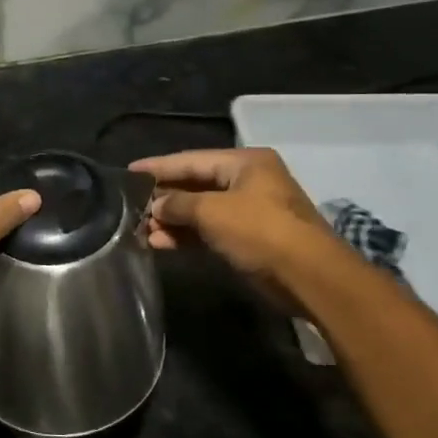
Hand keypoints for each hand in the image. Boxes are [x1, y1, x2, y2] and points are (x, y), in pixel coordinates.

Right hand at [129, 148, 340, 314]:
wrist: (308, 277)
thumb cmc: (260, 231)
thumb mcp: (213, 211)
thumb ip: (178, 204)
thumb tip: (155, 205)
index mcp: (245, 162)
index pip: (192, 160)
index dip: (159, 166)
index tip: (129, 171)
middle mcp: (248, 181)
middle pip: (196, 185)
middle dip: (165, 198)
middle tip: (131, 206)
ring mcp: (250, 211)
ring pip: (201, 211)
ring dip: (173, 221)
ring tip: (142, 231)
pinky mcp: (249, 239)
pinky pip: (210, 231)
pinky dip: (188, 236)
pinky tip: (161, 244)